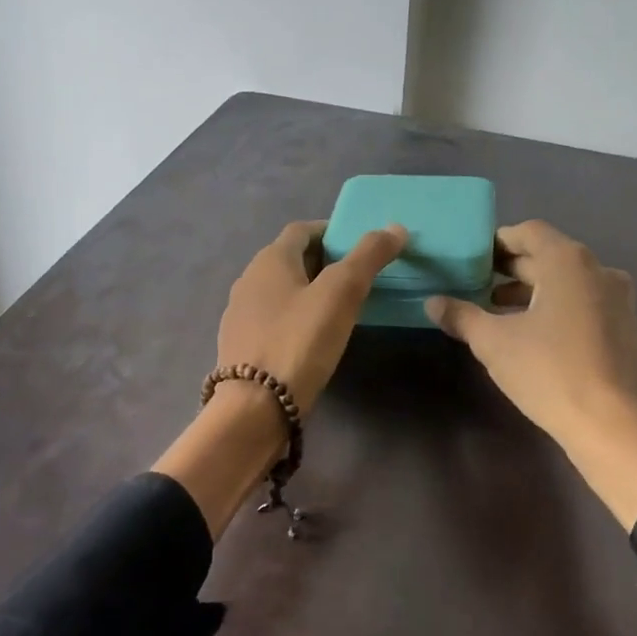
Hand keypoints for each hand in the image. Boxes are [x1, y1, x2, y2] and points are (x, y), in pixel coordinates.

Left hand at [216, 219, 408, 414]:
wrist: (255, 407)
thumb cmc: (299, 341)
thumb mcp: (341, 294)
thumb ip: (368, 257)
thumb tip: (396, 227)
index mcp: (269, 260)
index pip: (303, 230)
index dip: (332, 232)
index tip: (361, 245)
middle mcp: (249, 280)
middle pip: (291, 260)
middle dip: (324, 263)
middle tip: (359, 278)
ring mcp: (240, 316)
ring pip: (282, 292)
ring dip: (309, 292)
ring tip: (341, 309)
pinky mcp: (241, 347)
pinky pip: (274, 320)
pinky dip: (296, 319)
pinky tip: (314, 339)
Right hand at [423, 220, 636, 452]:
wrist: (611, 425)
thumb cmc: (549, 371)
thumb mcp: (493, 342)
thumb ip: (461, 316)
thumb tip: (432, 302)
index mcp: (568, 261)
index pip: (528, 232)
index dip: (497, 242)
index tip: (471, 260)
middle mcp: (598, 269)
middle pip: (548, 255)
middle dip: (510, 269)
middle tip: (475, 284)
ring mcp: (616, 298)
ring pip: (566, 281)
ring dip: (531, 290)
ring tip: (495, 310)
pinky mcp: (623, 326)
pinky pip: (582, 301)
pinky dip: (554, 306)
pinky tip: (529, 332)